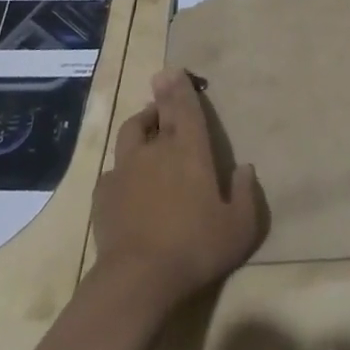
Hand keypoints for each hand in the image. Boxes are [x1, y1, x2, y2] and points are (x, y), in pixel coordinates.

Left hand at [91, 68, 263, 310]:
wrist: (138, 279)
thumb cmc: (195, 248)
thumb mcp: (239, 227)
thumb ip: (245, 194)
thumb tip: (245, 169)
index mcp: (191, 151)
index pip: (186, 109)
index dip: (182, 88)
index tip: (175, 70)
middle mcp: (157, 150)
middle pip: (158, 113)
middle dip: (162, 93)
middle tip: (162, 78)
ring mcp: (126, 169)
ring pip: (131, 132)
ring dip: (141, 124)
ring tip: (147, 126)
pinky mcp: (104, 193)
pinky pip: (114, 169)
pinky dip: (123, 166)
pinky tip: (127, 179)